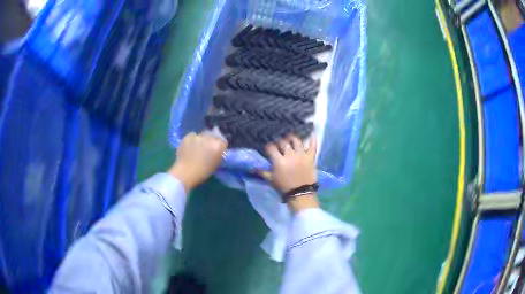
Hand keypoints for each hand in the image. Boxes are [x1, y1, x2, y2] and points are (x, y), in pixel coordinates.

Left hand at [169, 132, 227, 192]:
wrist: (185, 173)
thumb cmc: (202, 172)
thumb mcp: (216, 164)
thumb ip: (218, 155)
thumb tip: (218, 151)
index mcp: (218, 145)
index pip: (223, 142)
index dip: (220, 147)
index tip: (218, 151)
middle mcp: (209, 138)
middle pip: (213, 136)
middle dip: (212, 141)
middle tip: (208, 148)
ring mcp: (198, 136)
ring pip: (203, 135)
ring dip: (202, 140)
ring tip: (198, 147)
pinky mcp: (188, 136)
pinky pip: (193, 135)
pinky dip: (193, 140)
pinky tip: (190, 146)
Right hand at [265, 135, 319, 211]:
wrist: (301, 194)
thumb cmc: (284, 187)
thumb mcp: (271, 180)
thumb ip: (262, 172)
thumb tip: (252, 168)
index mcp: (279, 160)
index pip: (271, 148)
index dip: (269, 146)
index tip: (268, 146)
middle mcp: (290, 155)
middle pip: (283, 142)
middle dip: (280, 141)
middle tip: (279, 142)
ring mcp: (302, 155)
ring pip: (297, 141)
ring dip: (293, 138)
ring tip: (291, 138)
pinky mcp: (311, 158)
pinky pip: (313, 146)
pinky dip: (313, 140)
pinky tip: (312, 134)